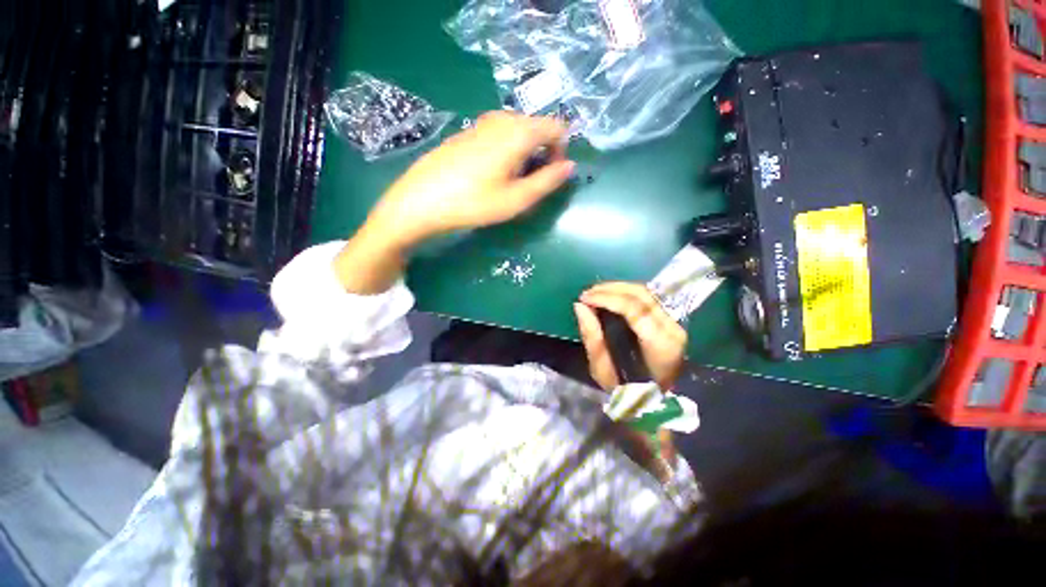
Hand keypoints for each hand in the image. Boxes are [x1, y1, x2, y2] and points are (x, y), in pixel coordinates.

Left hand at [335, 112, 572, 294]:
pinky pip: (499, 134)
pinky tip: (490, 174)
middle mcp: (502, 119)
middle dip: (543, 153)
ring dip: (524, 153)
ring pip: (517, 131)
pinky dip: (506, 150)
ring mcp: (481, 123)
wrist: (421, 200)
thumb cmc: (474, 203)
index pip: (557, 127)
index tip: (552, 175)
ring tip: (511, 181)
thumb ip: (548, 181)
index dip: (562, 150)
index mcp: (518, 132)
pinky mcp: (467, 132)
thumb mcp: (517, 199)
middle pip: (537, 127)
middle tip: (531, 184)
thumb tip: (570, 166)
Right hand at [573, 282, 686, 390]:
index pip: (634, 309)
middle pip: (641, 295)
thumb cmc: (627, 391)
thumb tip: (579, 306)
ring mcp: (675, 323)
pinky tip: (611, 295)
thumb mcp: (603, 370)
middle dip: (610, 289)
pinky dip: (627, 292)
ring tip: (596, 292)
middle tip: (587, 293)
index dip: (607, 298)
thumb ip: (592, 336)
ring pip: (646, 292)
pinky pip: (648, 297)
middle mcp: (672, 329)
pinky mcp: (671, 320)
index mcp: (659, 345)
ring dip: (618, 287)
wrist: (655, 402)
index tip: (584, 297)